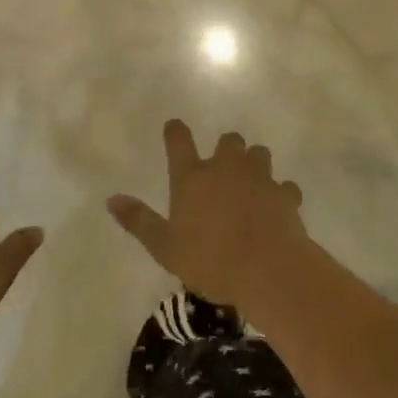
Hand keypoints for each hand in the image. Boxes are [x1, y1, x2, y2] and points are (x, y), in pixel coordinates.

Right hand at [106, 121, 306, 308]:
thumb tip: (111, 199)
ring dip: (254, 163)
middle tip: (223, 168)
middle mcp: (225, 168)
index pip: (178, 141)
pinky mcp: (285, 195)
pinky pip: (284, 186)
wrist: (268, 270)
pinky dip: (281, 194)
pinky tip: (277, 208)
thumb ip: (139, 221)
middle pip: (228, 140)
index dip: (175, 131)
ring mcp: (259, 178)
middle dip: (226, 148)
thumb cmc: (209, 260)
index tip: (174, 127)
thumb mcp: (165, 247)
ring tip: (251, 183)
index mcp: (192, 177)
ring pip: (259, 154)